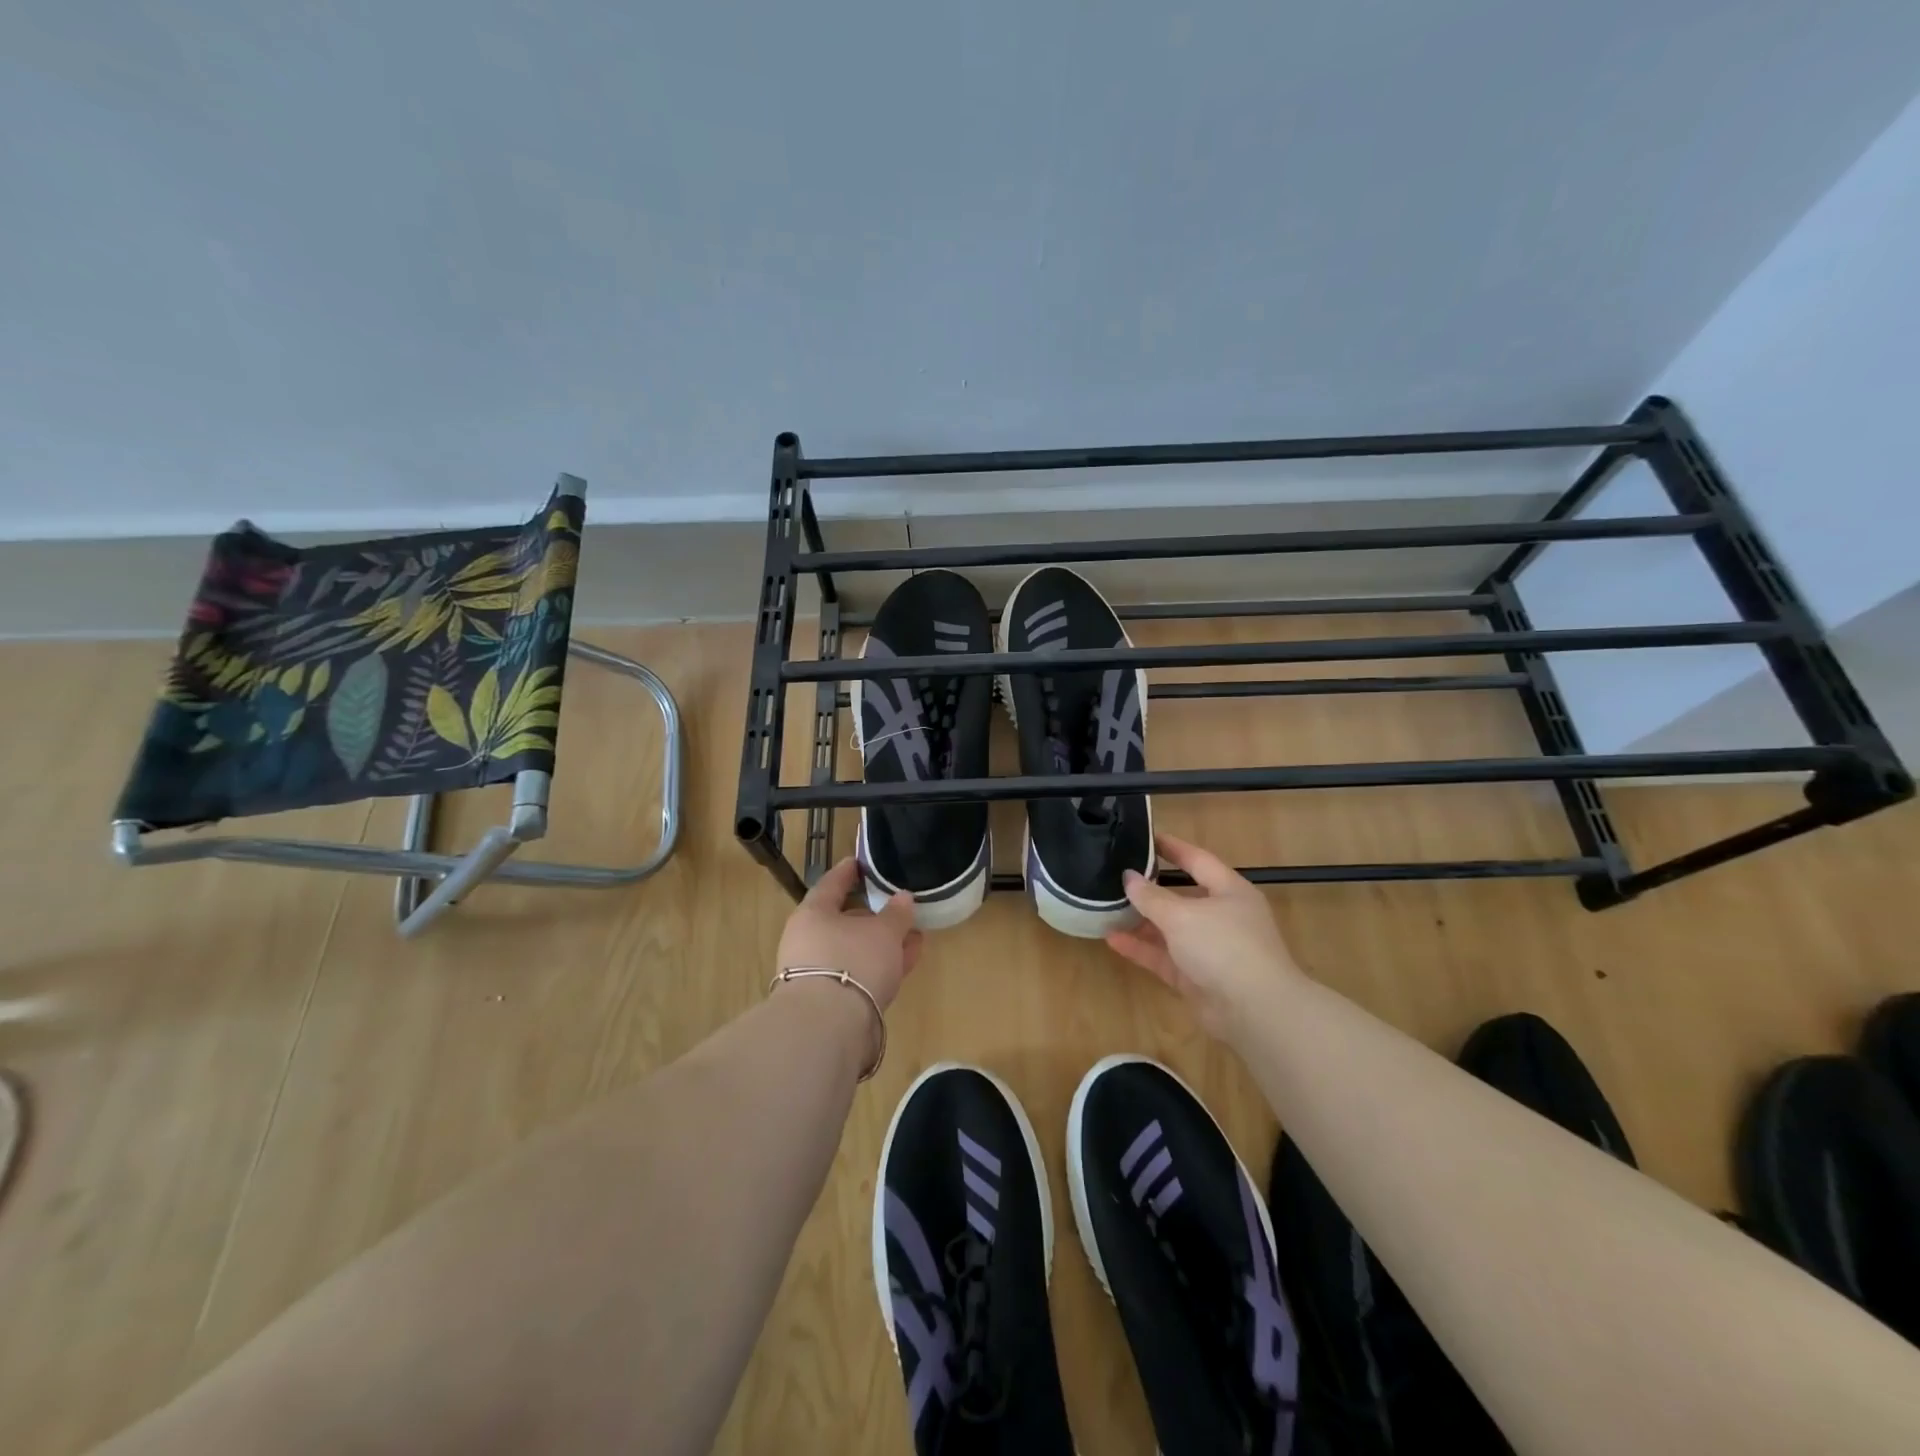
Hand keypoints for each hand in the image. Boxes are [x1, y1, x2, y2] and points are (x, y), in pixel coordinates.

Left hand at [775, 857, 922, 1011]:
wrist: (828, 1028)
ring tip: (913, 938)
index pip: (831, 883)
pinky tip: (906, 963)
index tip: (860, 862)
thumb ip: (896, 913)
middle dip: (874, 916)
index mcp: (813, 914)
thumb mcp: (883, 932)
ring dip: (882, 944)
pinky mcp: (829, 1002)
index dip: (848, 872)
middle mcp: (808, 941)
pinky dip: (880, 966)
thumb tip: (903, 898)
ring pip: (854, 950)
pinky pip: (859, 974)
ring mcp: (816, 973)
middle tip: (898, 908)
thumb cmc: (853, 961)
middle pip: (843, 920)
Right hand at [1106, 833, 1305, 1035]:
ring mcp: (1210, 950)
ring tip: (1107, 908)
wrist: (1255, 1011)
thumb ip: (1151, 896)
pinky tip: (1112, 940)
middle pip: (1182, 897)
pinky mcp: (1197, 978)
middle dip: (1151, 889)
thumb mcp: (1182, 915)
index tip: (1145, 837)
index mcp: (1229, 891)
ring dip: (1142, 921)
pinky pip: (1165, 957)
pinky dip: (1142, 948)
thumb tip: (1129, 877)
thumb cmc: (1223, 946)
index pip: (1197, 860)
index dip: (1172, 848)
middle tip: (1117, 876)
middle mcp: (1222, 917)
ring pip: (1170, 929)